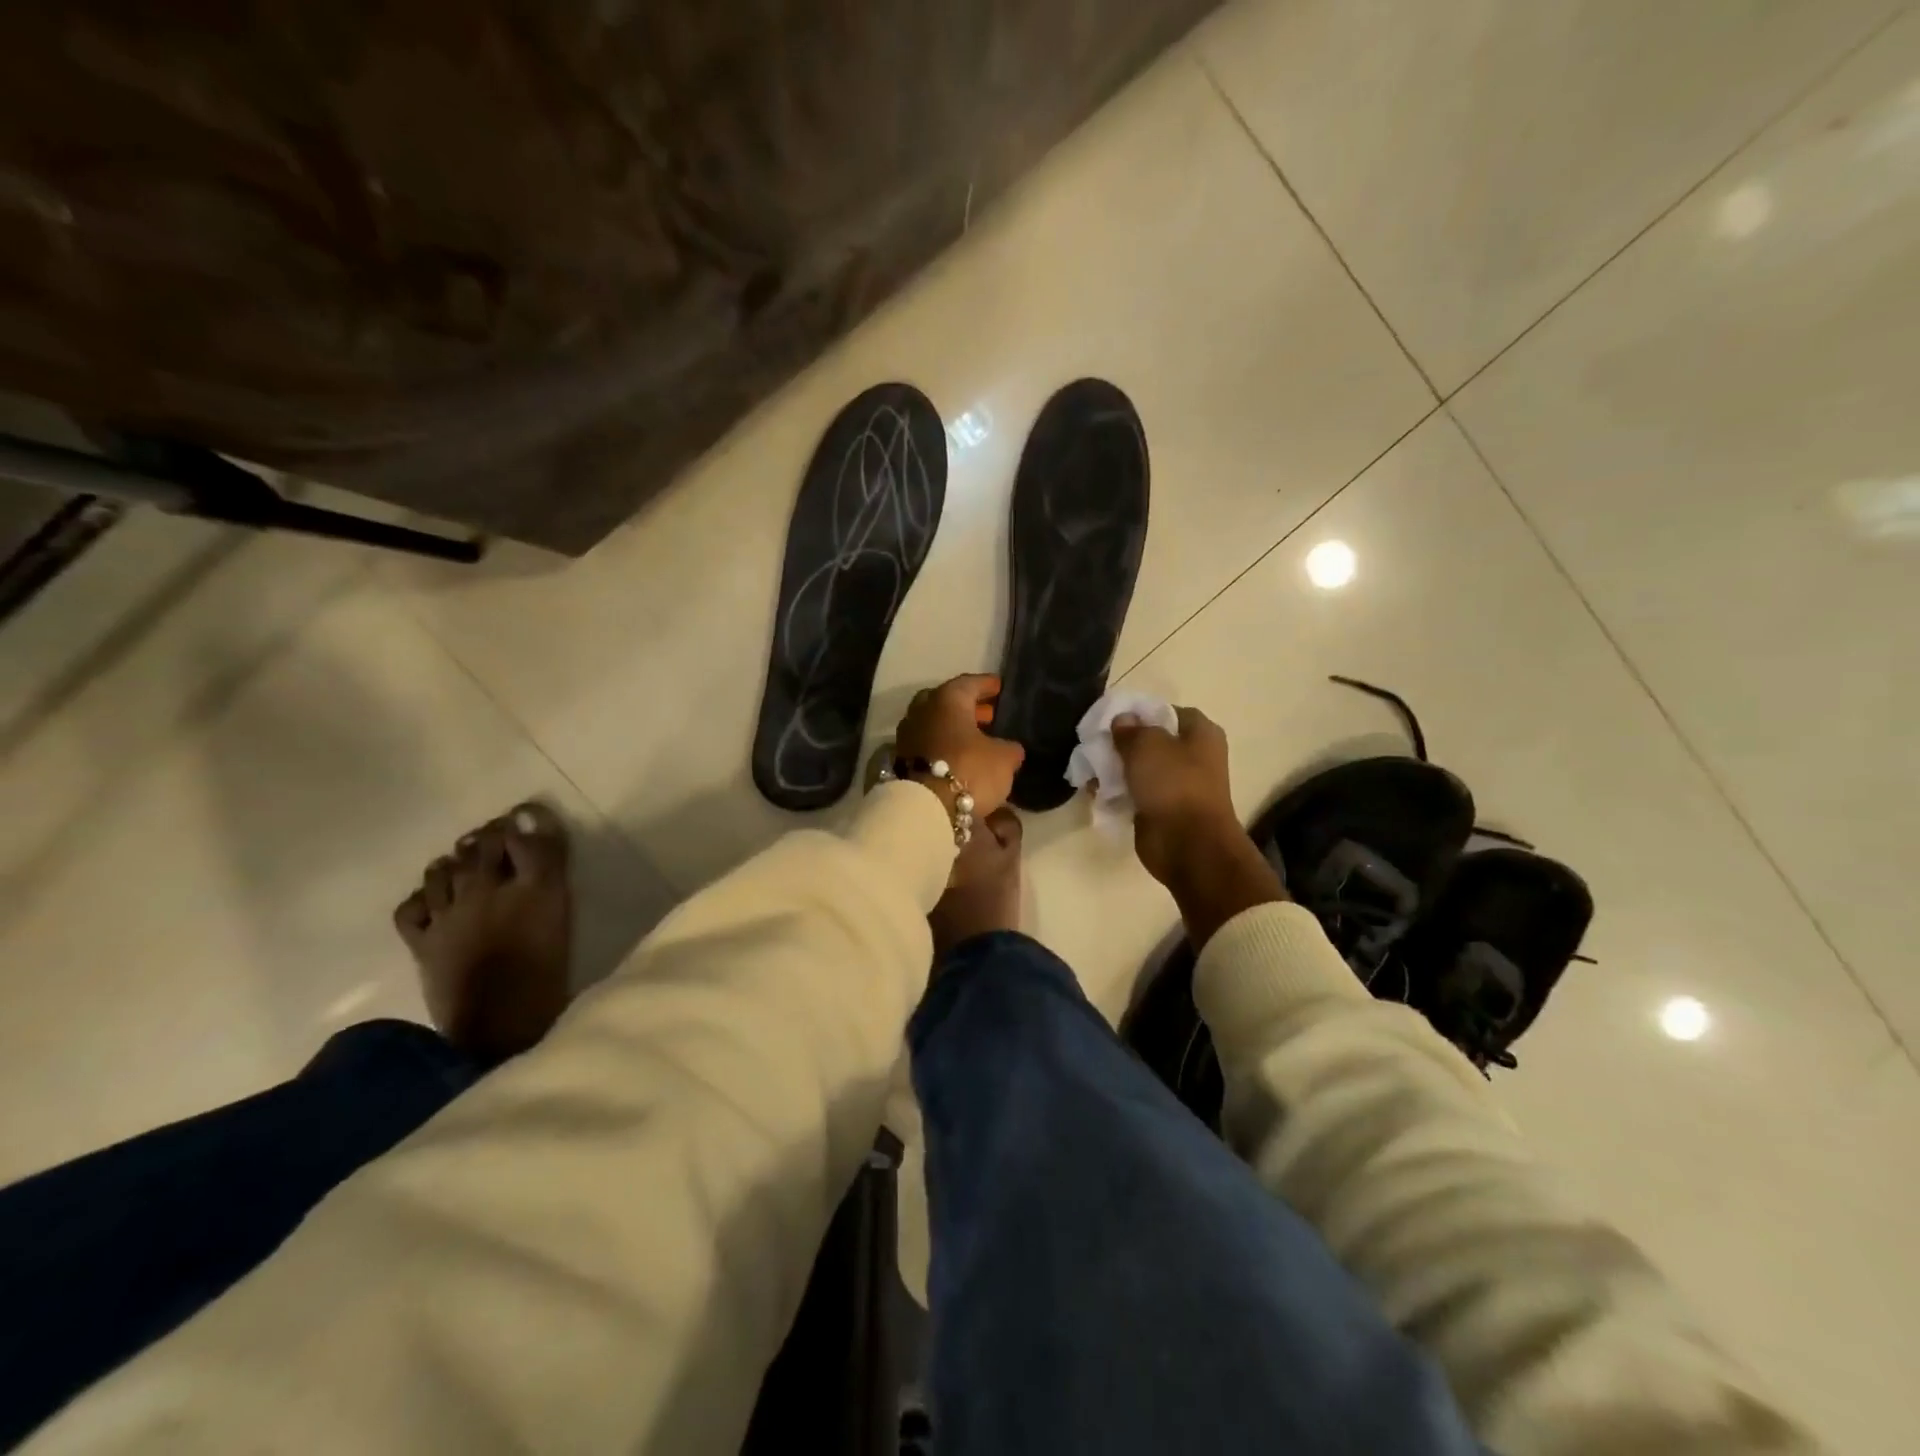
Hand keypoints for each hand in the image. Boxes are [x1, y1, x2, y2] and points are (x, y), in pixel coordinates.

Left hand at [895, 674, 1025, 818]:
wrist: (926, 808)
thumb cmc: (969, 770)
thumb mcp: (1003, 759)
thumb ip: (1009, 749)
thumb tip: (1010, 749)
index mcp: (947, 700)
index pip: (969, 684)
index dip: (986, 685)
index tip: (998, 686)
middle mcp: (922, 711)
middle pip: (945, 702)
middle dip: (966, 707)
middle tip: (987, 714)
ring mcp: (907, 736)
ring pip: (933, 724)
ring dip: (952, 728)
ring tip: (975, 739)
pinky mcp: (901, 760)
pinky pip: (927, 745)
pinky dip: (942, 747)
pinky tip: (958, 758)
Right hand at [1109, 706, 1241, 887]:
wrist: (1188, 845)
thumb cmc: (1173, 785)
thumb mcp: (1146, 745)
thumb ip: (1131, 729)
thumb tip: (1122, 720)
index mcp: (1200, 733)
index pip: (1166, 711)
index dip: (1139, 712)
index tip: (1111, 719)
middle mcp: (1194, 757)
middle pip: (1151, 741)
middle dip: (1123, 743)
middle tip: (1095, 744)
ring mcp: (1179, 786)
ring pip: (1141, 769)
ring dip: (1116, 770)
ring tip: (1090, 769)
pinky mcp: (1163, 810)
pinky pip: (1136, 794)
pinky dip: (1118, 793)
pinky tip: (1095, 792)